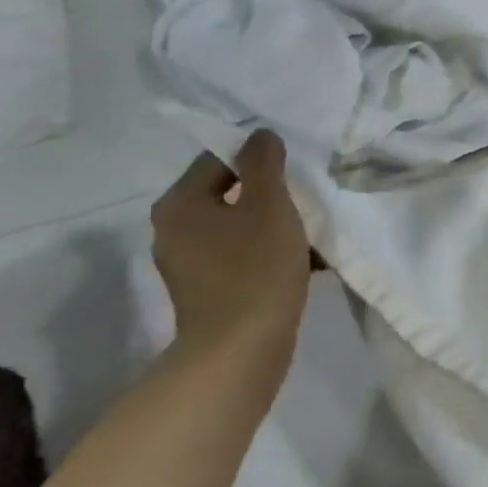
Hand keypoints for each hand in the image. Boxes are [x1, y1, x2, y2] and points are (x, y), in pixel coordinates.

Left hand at [150, 131, 309, 367]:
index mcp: (180, 204)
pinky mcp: (209, 294)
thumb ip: (264, 164)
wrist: (241, 351)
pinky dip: (270, 257)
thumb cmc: (255, 270)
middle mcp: (174, 231)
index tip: (295, 169)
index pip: (219, 160)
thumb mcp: (269, 206)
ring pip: (239, 230)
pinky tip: (305, 265)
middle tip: (308, 200)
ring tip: (313, 235)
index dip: (259, 159)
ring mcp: (189, 267)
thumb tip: (260, 134)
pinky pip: (243, 260)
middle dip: (271, 197)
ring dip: (275, 228)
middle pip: (229, 196)